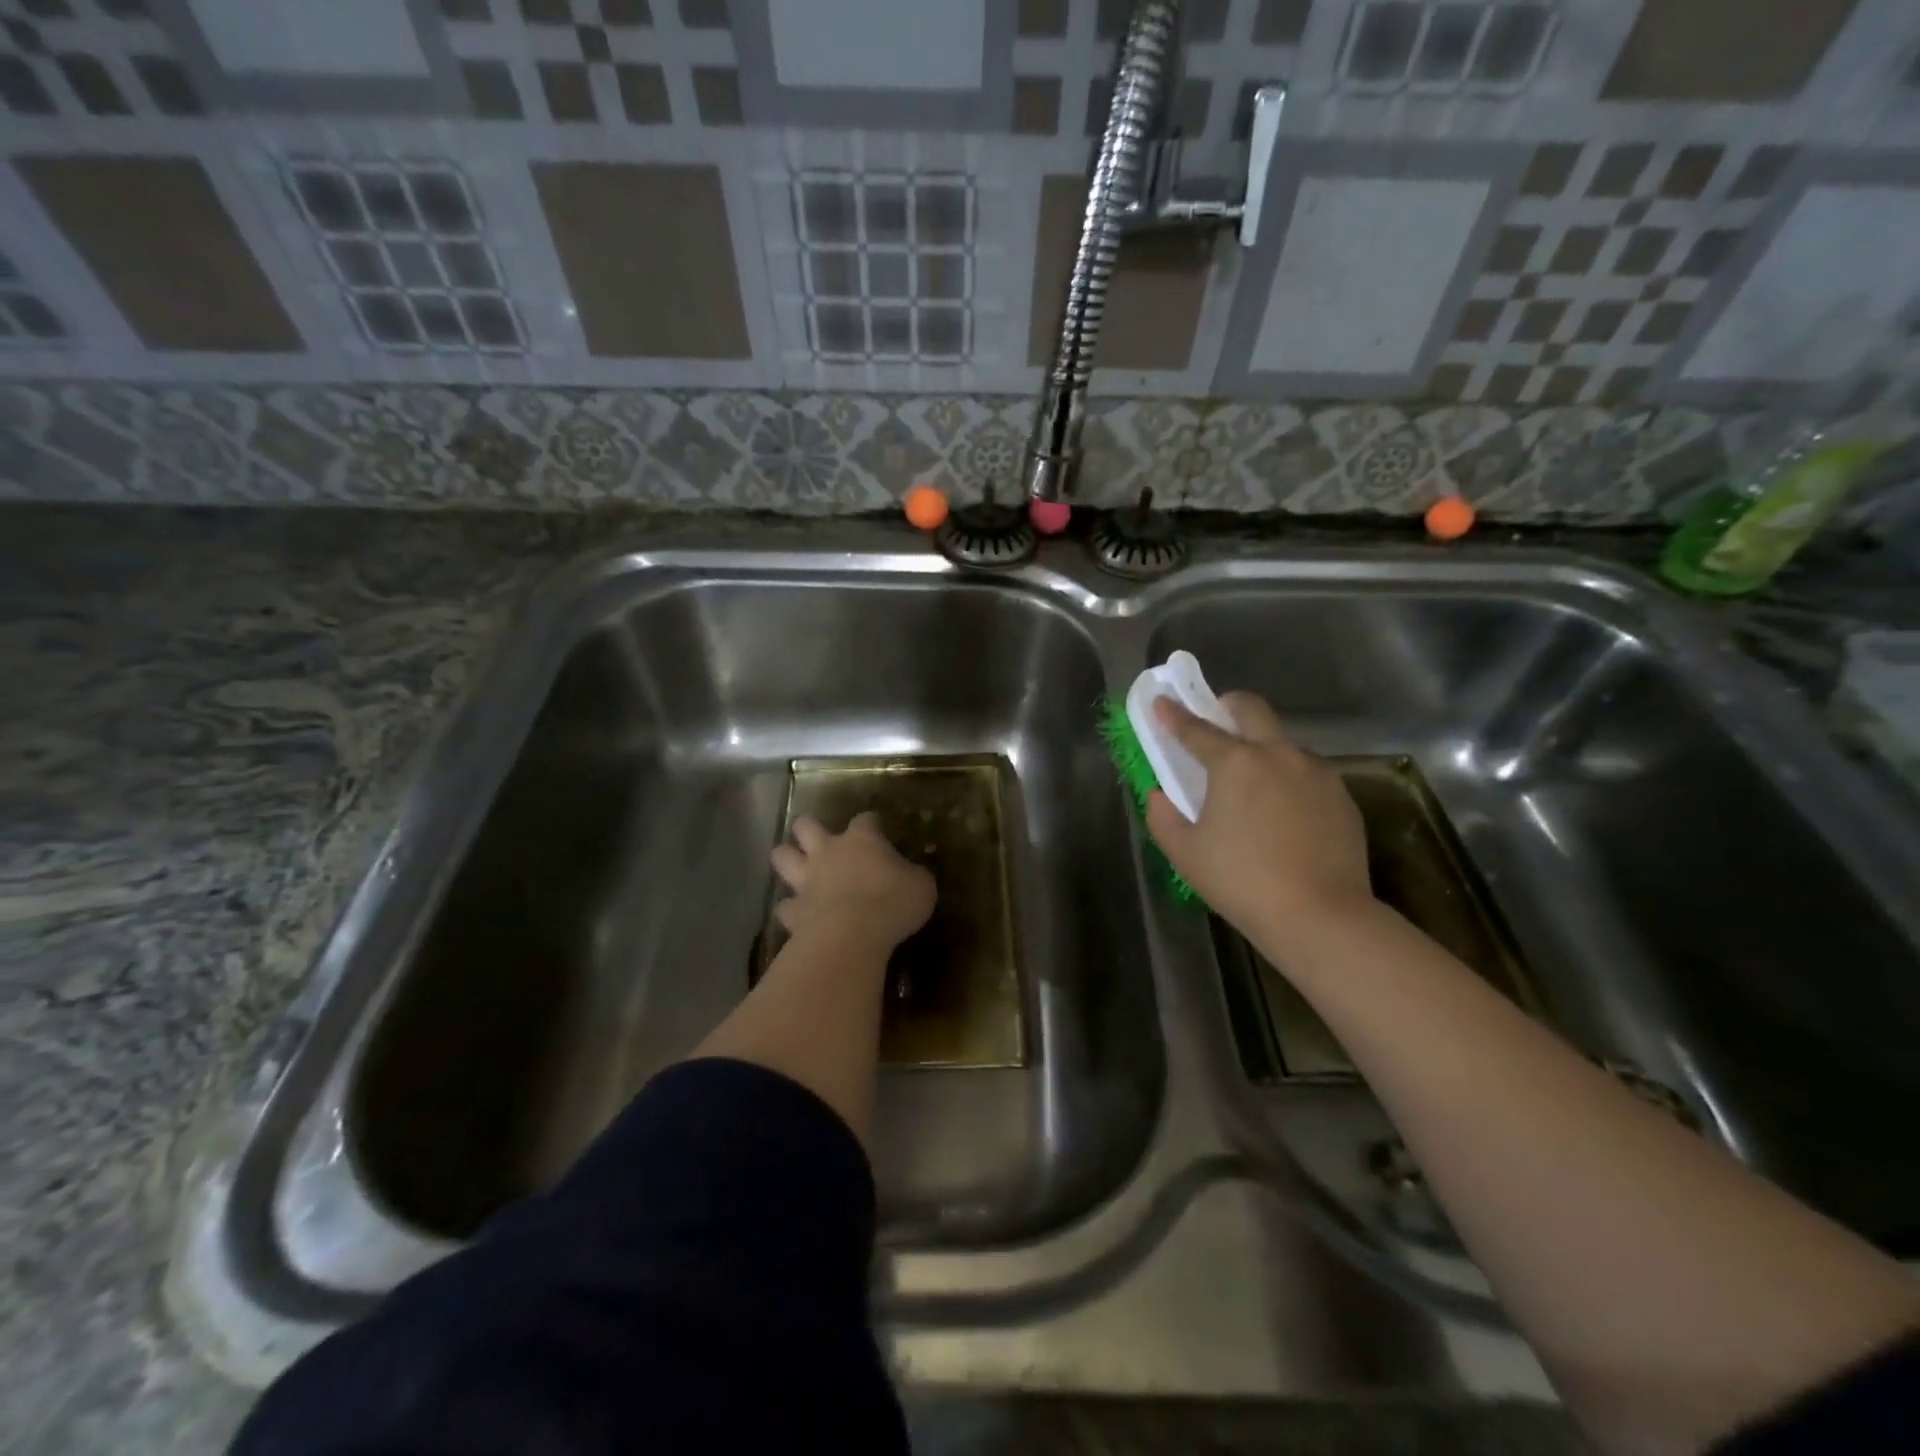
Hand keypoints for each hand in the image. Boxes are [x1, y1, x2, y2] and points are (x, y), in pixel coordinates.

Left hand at [771, 812, 935, 954]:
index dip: (872, 822)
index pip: (866, 819)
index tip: (878, 828)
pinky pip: (784, 906)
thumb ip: (913, 875)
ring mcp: (806, 880)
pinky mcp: (793, 911)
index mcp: (863, 840)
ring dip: (787, 858)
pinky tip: (797, 915)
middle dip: (809, 829)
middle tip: (819, 839)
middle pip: (807, 827)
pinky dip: (790, 909)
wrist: (852, 934)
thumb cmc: (893, 902)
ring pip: (782, 857)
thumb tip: (912, 875)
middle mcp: (828, 852)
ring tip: (794, 866)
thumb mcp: (921, 886)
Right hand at [1145, 693, 1373, 947]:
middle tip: (1214, 722)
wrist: (1320, 915)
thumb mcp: (1185, 853)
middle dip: (1227, 706)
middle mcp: (1278, 754)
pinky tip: (1283, 814)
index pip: (1196, 729)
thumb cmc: (1241, 881)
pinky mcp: (1342, 796)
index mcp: (1235, 762)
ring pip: (1284, 742)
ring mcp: (1316, 772)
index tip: (1161, 702)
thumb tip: (1159, 797)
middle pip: (1251, 709)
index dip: (1173, 714)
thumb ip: (1162, 817)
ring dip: (1262, 747)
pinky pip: (1307, 774)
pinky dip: (1288, 779)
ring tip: (1252, 784)